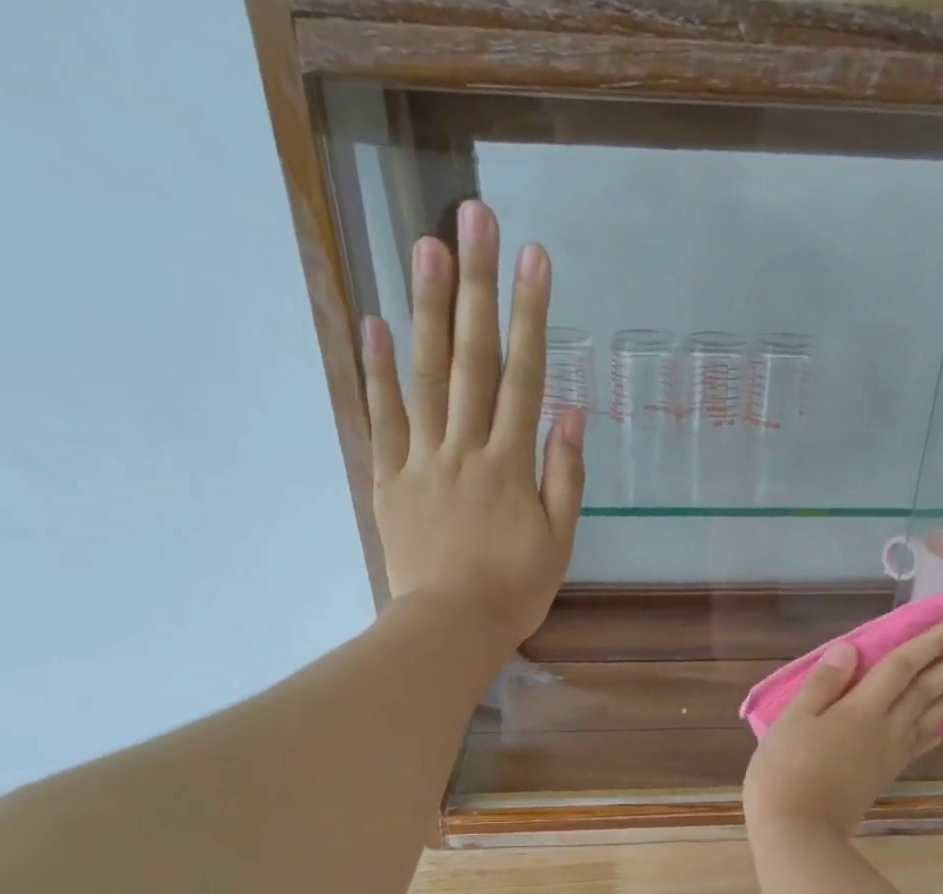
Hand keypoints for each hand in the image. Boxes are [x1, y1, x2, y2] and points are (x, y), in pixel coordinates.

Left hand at [362, 199, 584, 649]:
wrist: (451, 628)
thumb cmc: (514, 590)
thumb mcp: (559, 541)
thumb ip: (564, 476)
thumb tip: (570, 412)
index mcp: (511, 464)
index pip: (524, 377)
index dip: (530, 315)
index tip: (534, 258)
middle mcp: (466, 448)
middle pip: (473, 359)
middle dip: (475, 286)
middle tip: (472, 216)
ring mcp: (422, 460)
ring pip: (424, 376)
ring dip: (426, 309)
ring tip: (424, 245)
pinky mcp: (390, 480)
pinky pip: (383, 419)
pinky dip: (376, 372)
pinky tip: (372, 323)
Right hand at [742, 615, 942, 839]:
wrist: (798, 830)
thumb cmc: (785, 770)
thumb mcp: (793, 720)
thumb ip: (823, 684)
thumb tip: (850, 648)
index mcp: (860, 709)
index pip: (903, 665)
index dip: (932, 640)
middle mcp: (885, 727)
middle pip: (927, 689)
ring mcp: (889, 753)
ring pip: (931, 717)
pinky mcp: (886, 775)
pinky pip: (918, 746)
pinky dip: (935, 733)